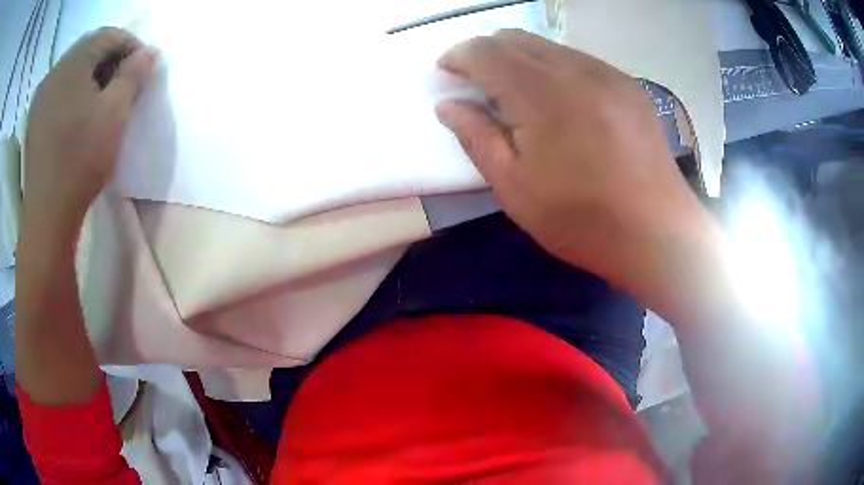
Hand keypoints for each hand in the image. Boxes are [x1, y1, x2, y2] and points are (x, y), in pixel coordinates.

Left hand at [23, 27, 156, 232]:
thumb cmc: (80, 161)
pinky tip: (79, 113)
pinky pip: (58, 92)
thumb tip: (150, 52)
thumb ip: (133, 75)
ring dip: (91, 76)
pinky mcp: (34, 121)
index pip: (107, 36)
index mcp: (71, 64)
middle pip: (87, 51)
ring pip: (71, 71)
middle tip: (124, 82)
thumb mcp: (114, 114)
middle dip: (110, 60)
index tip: (144, 65)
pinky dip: (73, 93)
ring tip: (103, 98)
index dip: (130, 45)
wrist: (47, 216)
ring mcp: (40, 99)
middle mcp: (53, 73)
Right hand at [436, 29, 706, 292]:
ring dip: (520, 59)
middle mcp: (576, 69)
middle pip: (516, 38)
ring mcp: (607, 74)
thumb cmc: (582, 220)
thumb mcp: (515, 188)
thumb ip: (477, 138)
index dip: (459, 56)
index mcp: (543, 94)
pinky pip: (578, 59)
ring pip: (548, 46)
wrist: (658, 233)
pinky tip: (557, 100)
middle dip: (486, 52)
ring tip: (515, 93)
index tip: (446, 71)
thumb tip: (448, 106)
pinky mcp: (627, 85)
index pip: (486, 52)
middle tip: (475, 81)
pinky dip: (553, 67)